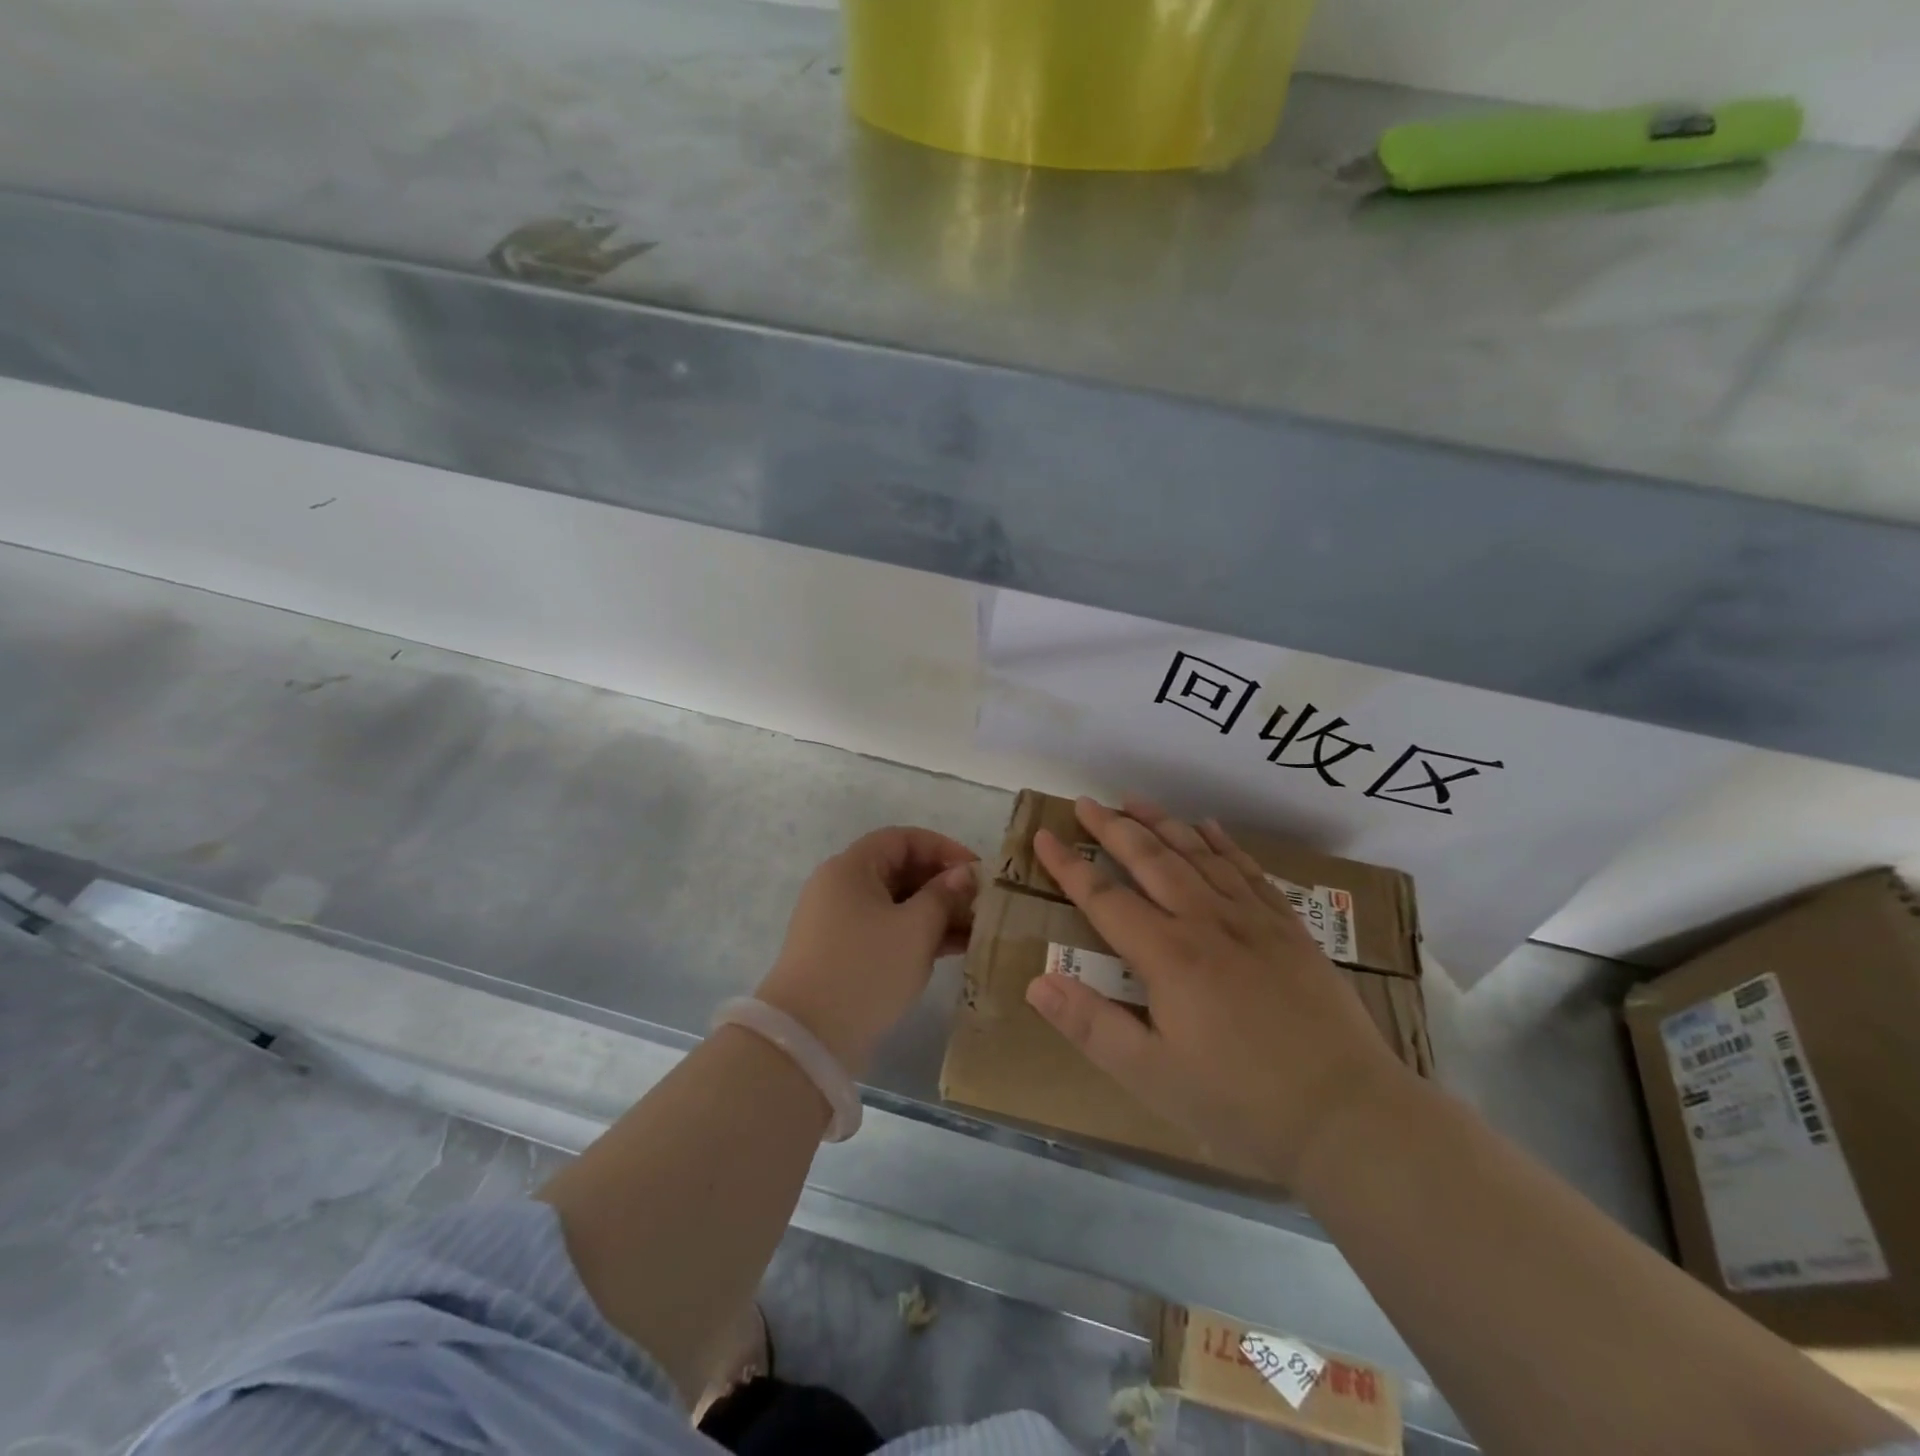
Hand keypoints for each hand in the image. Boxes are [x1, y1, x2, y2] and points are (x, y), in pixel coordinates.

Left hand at [756, 827, 978, 1077]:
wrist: (808, 1039)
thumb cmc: (866, 969)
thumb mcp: (915, 929)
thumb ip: (943, 896)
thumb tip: (963, 874)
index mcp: (851, 868)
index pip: (903, 839)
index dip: (943, 848)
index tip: (977, 871)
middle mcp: (841, 887)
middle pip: (899, 870)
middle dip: (942, 884)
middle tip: (980, 905)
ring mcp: (839, 922)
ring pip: (896, 904)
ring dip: (934, 913)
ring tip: (975, 931)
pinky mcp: (843, 953)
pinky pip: (886, 930)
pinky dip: (916, 935)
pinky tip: (953, 949)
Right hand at [1024, 797, 1410, 1184]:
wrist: (1349, 1115)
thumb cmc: (1240, 1103)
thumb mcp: (1152, 1077)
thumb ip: (1091, 1026)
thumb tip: (1036, 982)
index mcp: (1168, 955)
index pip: (1105, 897)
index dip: (1069, 865)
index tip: (1044, 834)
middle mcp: (1207, 921)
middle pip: (1151, 859)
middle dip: (1112, 828)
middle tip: (1085, 802)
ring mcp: (1253, 919)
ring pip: (1198, 854)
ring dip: (1162, 822)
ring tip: (1134, 800)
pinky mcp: (1290, 928)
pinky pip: (1249, 870)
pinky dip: (1224, 843)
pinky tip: (1209, 828)